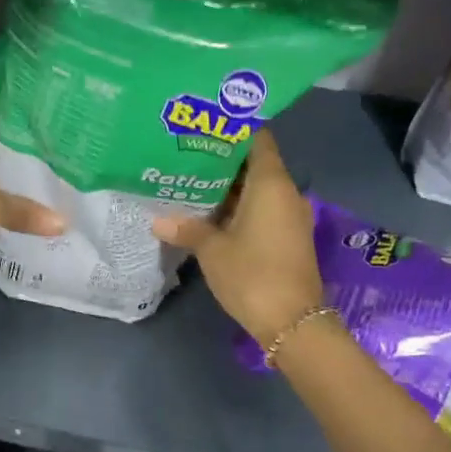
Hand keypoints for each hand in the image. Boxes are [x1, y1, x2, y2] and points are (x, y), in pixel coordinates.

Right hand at [151, 130, 323, 345]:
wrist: (291, 321)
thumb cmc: (252, 274)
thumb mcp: (212, 250)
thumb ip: (187, 229)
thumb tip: (159, 220)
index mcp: (271, 183)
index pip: (258, 140)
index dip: (234, 131)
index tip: (206, 129)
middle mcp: (286, 193)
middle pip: (256, 165)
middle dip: (224, 162)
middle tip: (188, 157)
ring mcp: (290, 217)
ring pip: (259, 190)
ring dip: (231, 189)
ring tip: (194, 184)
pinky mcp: (289, 238)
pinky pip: (264, 210)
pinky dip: (241, 208)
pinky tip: (212, 215)